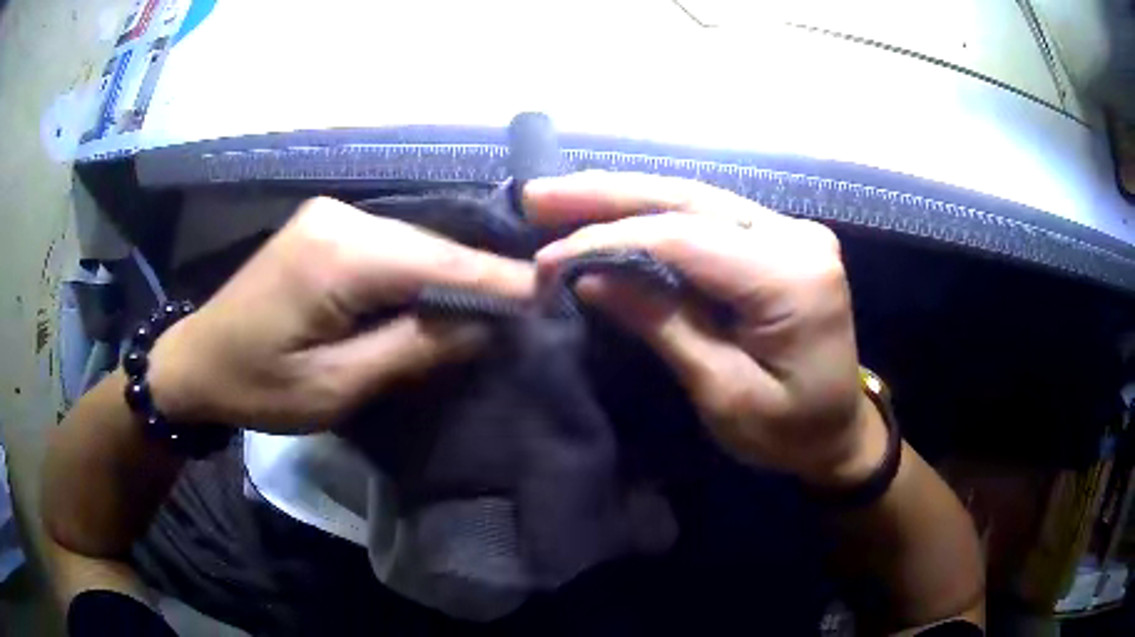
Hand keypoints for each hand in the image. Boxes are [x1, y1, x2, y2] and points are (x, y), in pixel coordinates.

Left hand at [148, 197, 533, 432]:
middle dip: (483, 275)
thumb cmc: (256, 386)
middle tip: (537, 301)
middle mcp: (339, 217)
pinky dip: (423, 267)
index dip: (498, 280)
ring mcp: (331, 216)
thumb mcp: (334, 387)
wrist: (195, 361)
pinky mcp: (326, 227)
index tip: (553, 292)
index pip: (439, 262)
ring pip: (414, 241)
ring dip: (455, 271)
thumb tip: (481, 326)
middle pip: (430, 244)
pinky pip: (391, 244)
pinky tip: (447, 286)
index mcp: (338, 255)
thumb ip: (411, 350)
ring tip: (504, 297)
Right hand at [526, 172, 885, 486]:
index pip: (686, 240)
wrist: (840, 429)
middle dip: (607, 194)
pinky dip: (655, 214)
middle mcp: (797, 236)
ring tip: (561, 196)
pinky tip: (612, 209)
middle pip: (689, 199)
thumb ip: (663, 324)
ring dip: (624, 196)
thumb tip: (591, 276)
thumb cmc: (789, 429)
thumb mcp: (724, 392)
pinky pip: (709, 216)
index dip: (610, 243)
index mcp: (793, 278)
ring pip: (695, 198)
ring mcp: (793, 230)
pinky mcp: (781, 237)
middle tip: (540, 194)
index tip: (549, 258)